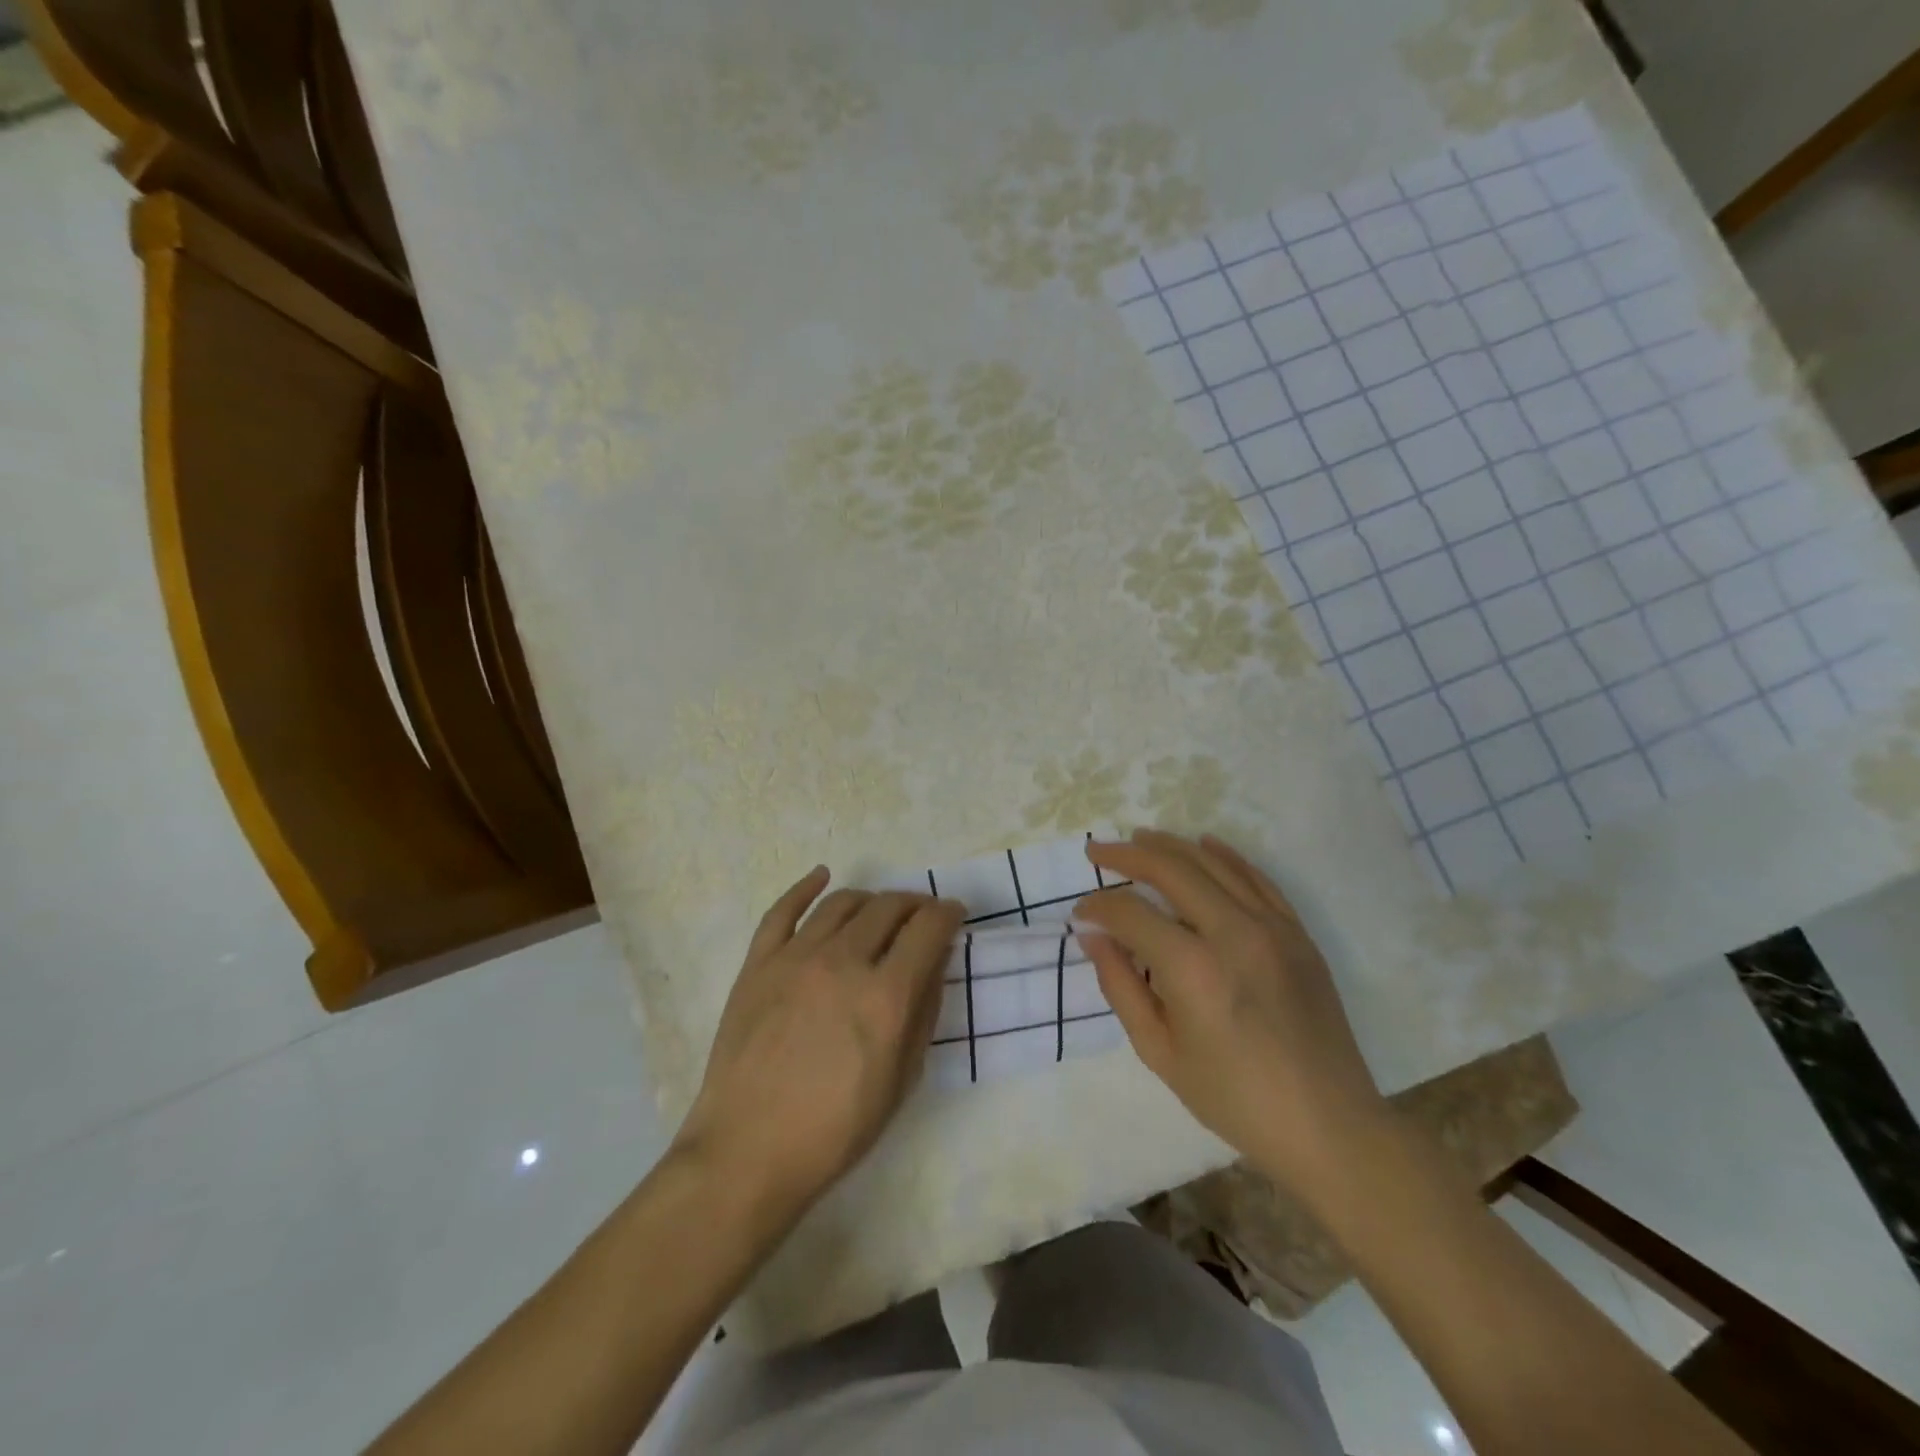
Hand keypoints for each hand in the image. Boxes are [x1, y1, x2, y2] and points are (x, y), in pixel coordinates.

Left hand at [672, 868, 964, 1224]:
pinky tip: (822, 875)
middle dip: (915, 904)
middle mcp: (843, 962)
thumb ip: (923, 1012)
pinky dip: (805, 887)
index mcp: (885, 996)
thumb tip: (934, 962)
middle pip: (888, 907)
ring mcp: (795, 958)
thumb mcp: (901, 1080)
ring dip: (871, 898)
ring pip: (842, 902)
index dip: (948, 913)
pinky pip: (782, 910)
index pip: (928, 928)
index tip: (954, 914)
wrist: (748, 1153)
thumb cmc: (835, 1130)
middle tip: (922, 916)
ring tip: (880, 910)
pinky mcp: (758, 964)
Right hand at [1075, 829, 1388, 1194]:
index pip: (1131, 914)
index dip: (1098, 907)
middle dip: (1127, 855)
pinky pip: (1257, 878)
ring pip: (1213, 863)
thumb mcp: (1160, 1052)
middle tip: (1098, 851)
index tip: (1081, 913)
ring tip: (1140, 839)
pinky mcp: (1298, 933)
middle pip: (1171, 870)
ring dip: (1171, 846)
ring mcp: (1272, 927)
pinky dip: (1226, 856)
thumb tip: (1092, 935)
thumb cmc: (1234, 1099)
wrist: (1328, 1126)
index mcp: (1192, 969)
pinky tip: (1204, 844)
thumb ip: (1119, 986)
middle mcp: (1232, 932)